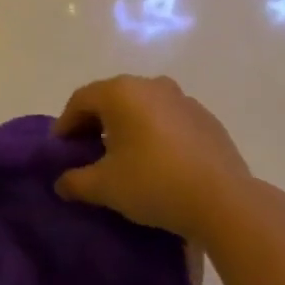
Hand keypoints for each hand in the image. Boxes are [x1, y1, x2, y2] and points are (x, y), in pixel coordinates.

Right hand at [52, 75, 251, 242]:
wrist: (224, 200)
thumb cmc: (154, 183)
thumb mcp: (105, 187)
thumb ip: (76, 181)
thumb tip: (61, 182)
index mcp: (121, 92)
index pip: (81, 99)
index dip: (66, 123)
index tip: (60, 149)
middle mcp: (151, 84)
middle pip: (112, 98)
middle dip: (95, 123)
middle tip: (87, 152)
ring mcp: (182, 98)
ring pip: (142, 107)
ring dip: (127, 126)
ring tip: (123, 157)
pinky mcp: (205, 117)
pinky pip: (168, 119)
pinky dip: (155, 133)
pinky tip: (158, 161)